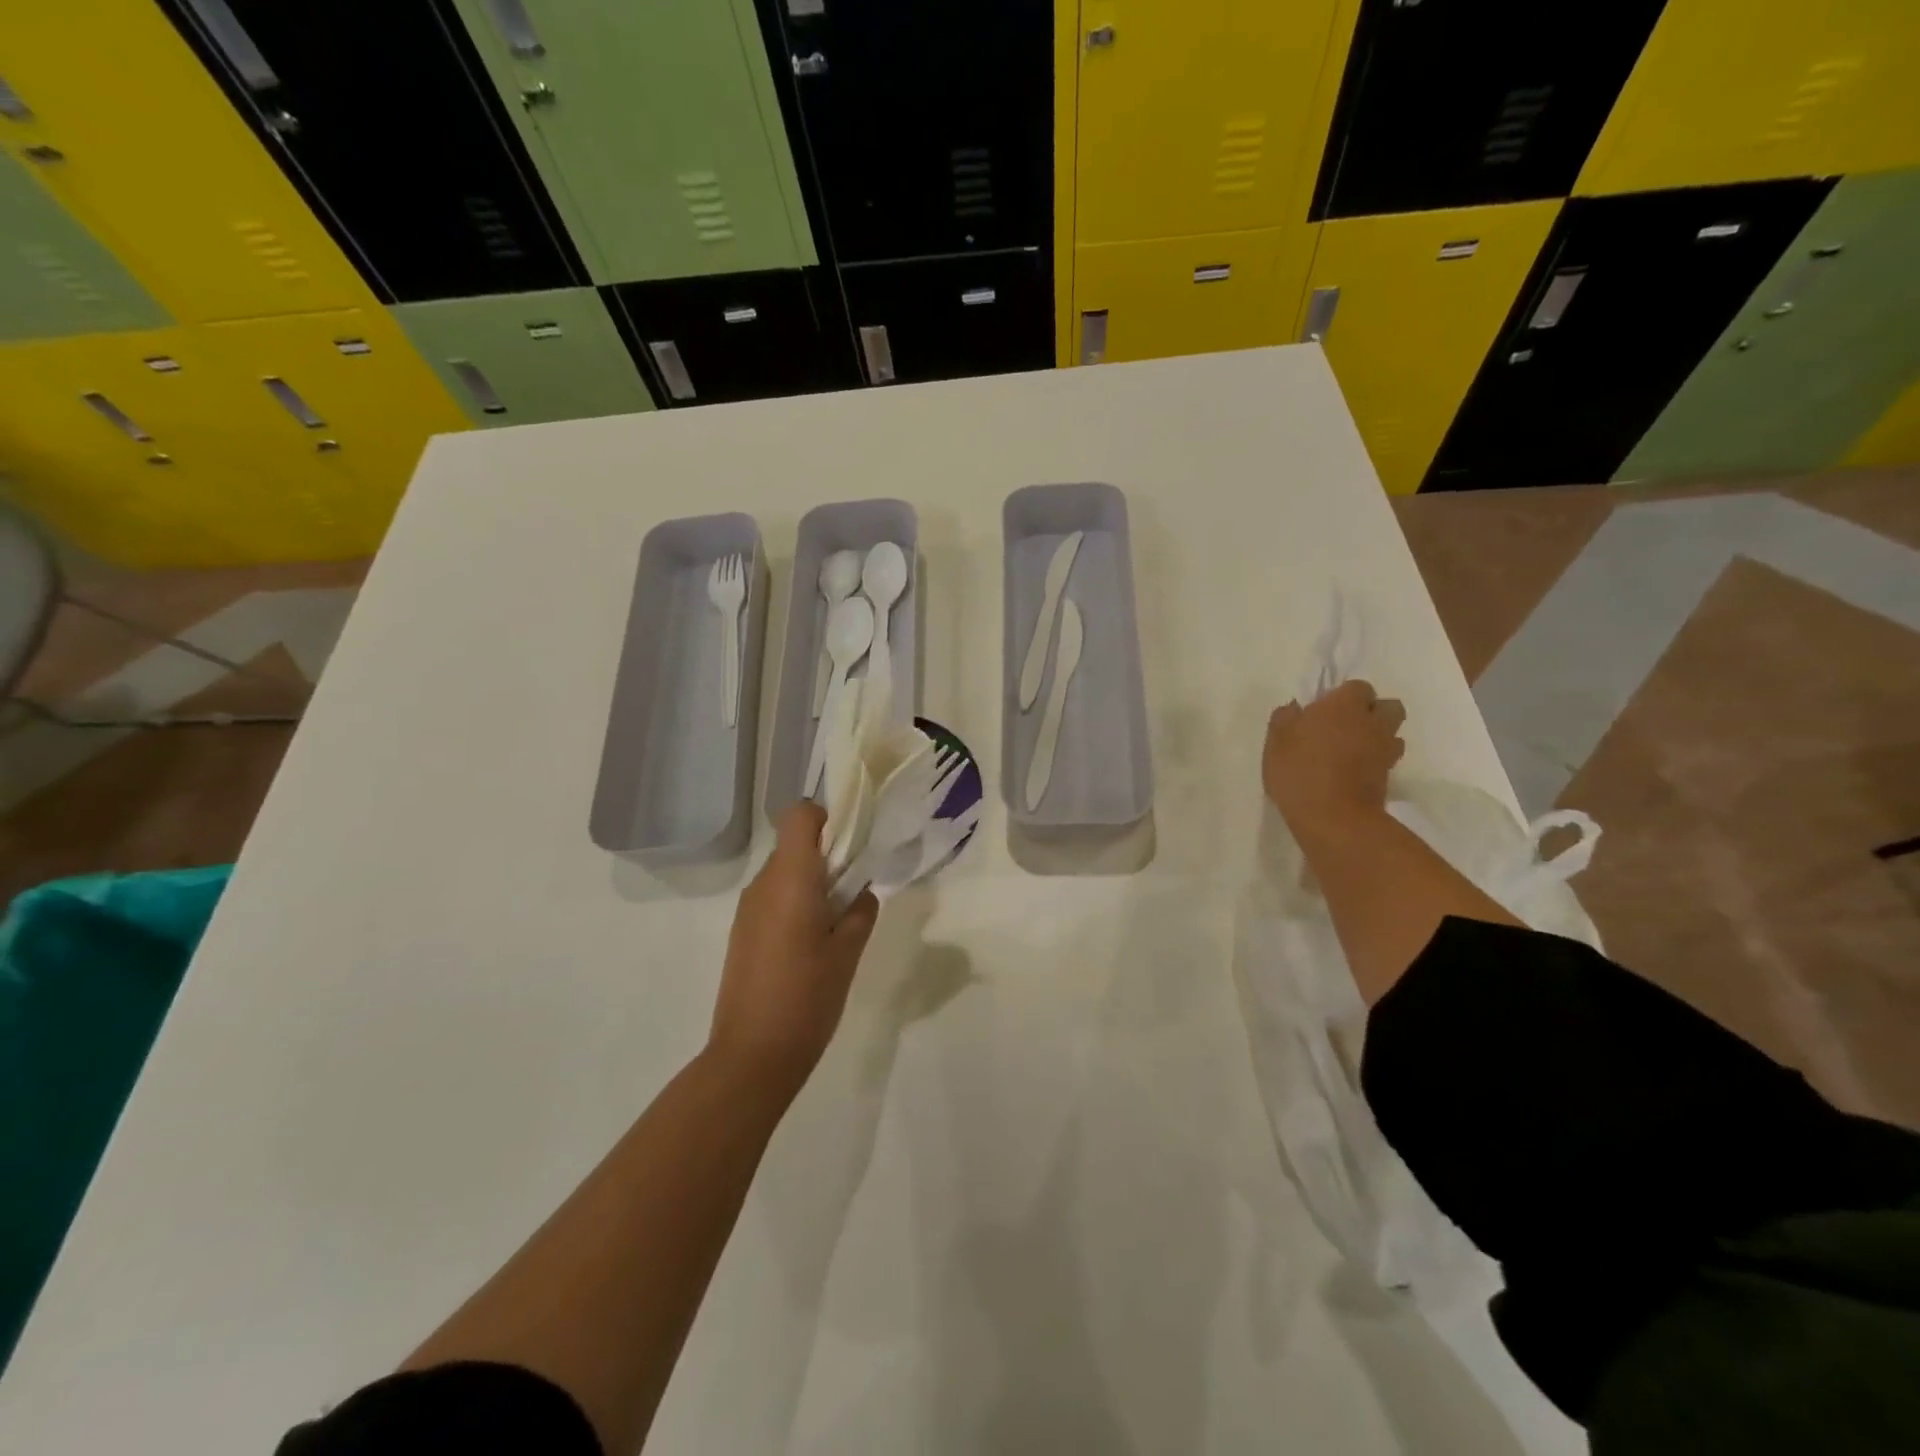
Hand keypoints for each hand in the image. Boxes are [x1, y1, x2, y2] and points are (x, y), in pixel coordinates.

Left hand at [709, 801, 878, 1095]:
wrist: (752, 1056)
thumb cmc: (807, 998)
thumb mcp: (849, 952)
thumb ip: (860, 911)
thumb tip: (860, 892)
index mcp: (791, 879)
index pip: (800, 815)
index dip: (827, 818)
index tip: (851, 847)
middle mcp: (763, 885)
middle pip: (795, 845)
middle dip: (828, 857)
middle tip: (854, 893)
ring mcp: (747, 910)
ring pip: (784, 874)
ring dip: (812, 884)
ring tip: (836, 927)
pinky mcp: (741, 933)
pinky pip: (773, 899)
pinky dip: (795, 905)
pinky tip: (811, 947)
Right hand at [1263, 679, 1405, 836]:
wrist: (1333, 818)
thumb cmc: (1299, 771)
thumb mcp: (1276, 742)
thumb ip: (1284, 718)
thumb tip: (1294, 708)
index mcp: (1343, 706)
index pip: (1358, 686)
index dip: (1343, 695)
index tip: (1323, 710)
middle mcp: (1371, 722)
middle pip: (1388, 706)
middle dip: (1372, 711)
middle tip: (1346, 725)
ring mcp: (1384, 750)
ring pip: (1393, 732)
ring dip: (1378, 735)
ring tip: (1353, 749)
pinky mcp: (1389, 776)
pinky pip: (1387, 758)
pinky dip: (1376, 760)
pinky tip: (1355, 770)